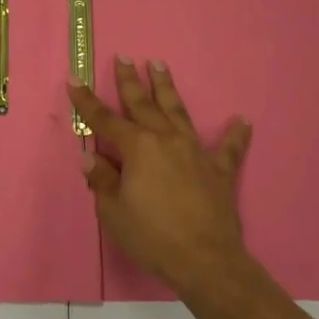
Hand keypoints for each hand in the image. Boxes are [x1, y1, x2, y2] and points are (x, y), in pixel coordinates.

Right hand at [68, 58, 253, 300]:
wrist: (205, 261)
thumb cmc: (152, 236)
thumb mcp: (113, 212)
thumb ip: (102, 180)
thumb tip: (90, 156)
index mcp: (137, 147)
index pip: (105, 119)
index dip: (87, 101)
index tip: (75, 80)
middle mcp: (165, 139)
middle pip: (143, 104)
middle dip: (130, 80)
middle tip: (124, 57)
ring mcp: (195, 151)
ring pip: (178, 111)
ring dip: (167, 88)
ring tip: (160, 65)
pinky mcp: (219, 170)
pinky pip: (229, 148)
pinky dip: (236, 134)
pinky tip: (243, 120)